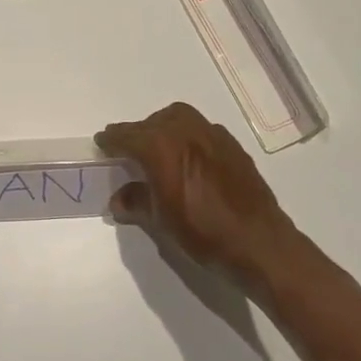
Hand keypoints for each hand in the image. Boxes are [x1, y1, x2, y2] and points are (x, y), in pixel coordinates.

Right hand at [96, 102, 302, 282]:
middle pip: (154, 122)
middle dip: (138, 132)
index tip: (101, 142)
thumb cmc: (202, 232)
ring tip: (159, 150)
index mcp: (162, 147)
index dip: (111, 140)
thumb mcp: (161, 221)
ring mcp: (213, 136)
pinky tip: (189, 160)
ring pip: (180, 119)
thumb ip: (137, 203)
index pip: (128, 136)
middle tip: (129, 150)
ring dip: (164, 128)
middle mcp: (186, 132)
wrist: (258, 242)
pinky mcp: (233, 146)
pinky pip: (202, 130)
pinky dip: (188, 137)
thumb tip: (120, 199)